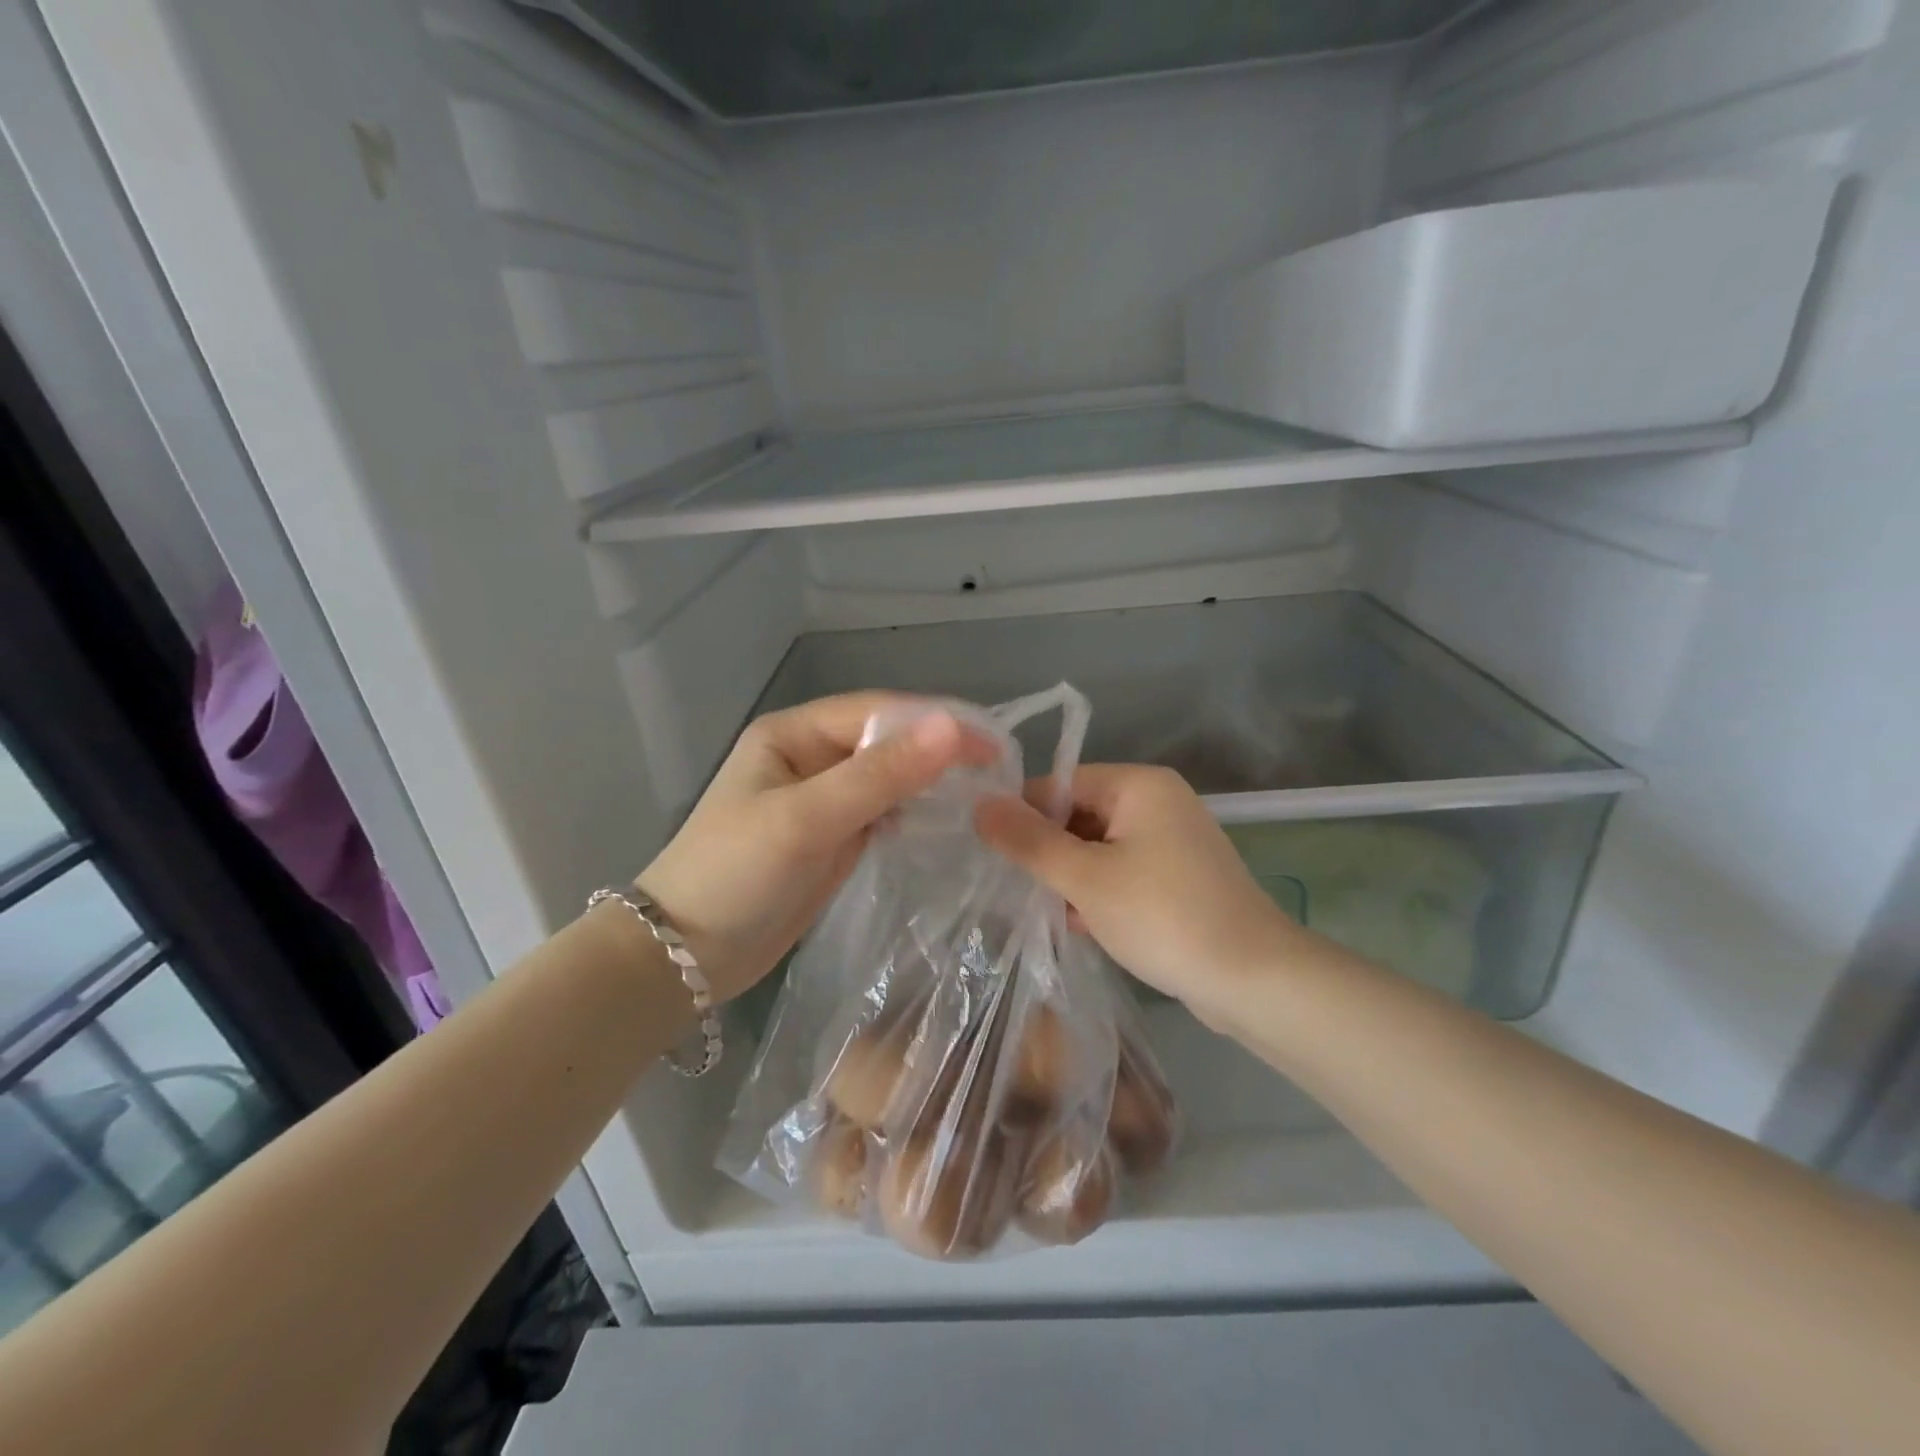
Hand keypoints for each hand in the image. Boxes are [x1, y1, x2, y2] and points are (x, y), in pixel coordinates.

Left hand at [637, 694, 992, 1002]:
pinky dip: (918, 814)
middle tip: (1002, 772)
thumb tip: (952, 727)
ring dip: (934, 783)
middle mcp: (812, 756)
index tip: (995, 744)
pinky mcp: (835, 837)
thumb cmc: (735, 875)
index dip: (937, 722)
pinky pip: (886, 812)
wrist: (685, 957)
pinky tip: (951, 822)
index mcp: (795, 732)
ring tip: (989, 795)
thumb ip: (880, 775)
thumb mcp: (806, 819)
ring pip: (892, 777)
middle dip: (941, 752)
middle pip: (889, 741)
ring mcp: (824, 799)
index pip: (879, 712)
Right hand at [975, 765, 1295, 1012]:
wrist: (1254, 980)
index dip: (1024, 816)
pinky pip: (1124, 871)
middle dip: (1048, 852)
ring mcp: (1173, 840)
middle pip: (1080, 814)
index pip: (1060, 783)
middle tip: (1017, 890)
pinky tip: (1079, 925)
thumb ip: (1029, 841)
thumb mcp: (1085, 878)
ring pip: (1099, 847)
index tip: (994, 855)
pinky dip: (1099, 892)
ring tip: (1044, 912)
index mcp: (1139, 784)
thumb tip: (980, 806)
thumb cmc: (1163, 916)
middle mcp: (1159, 801)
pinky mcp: (1180, 877)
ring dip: (1071, 877)